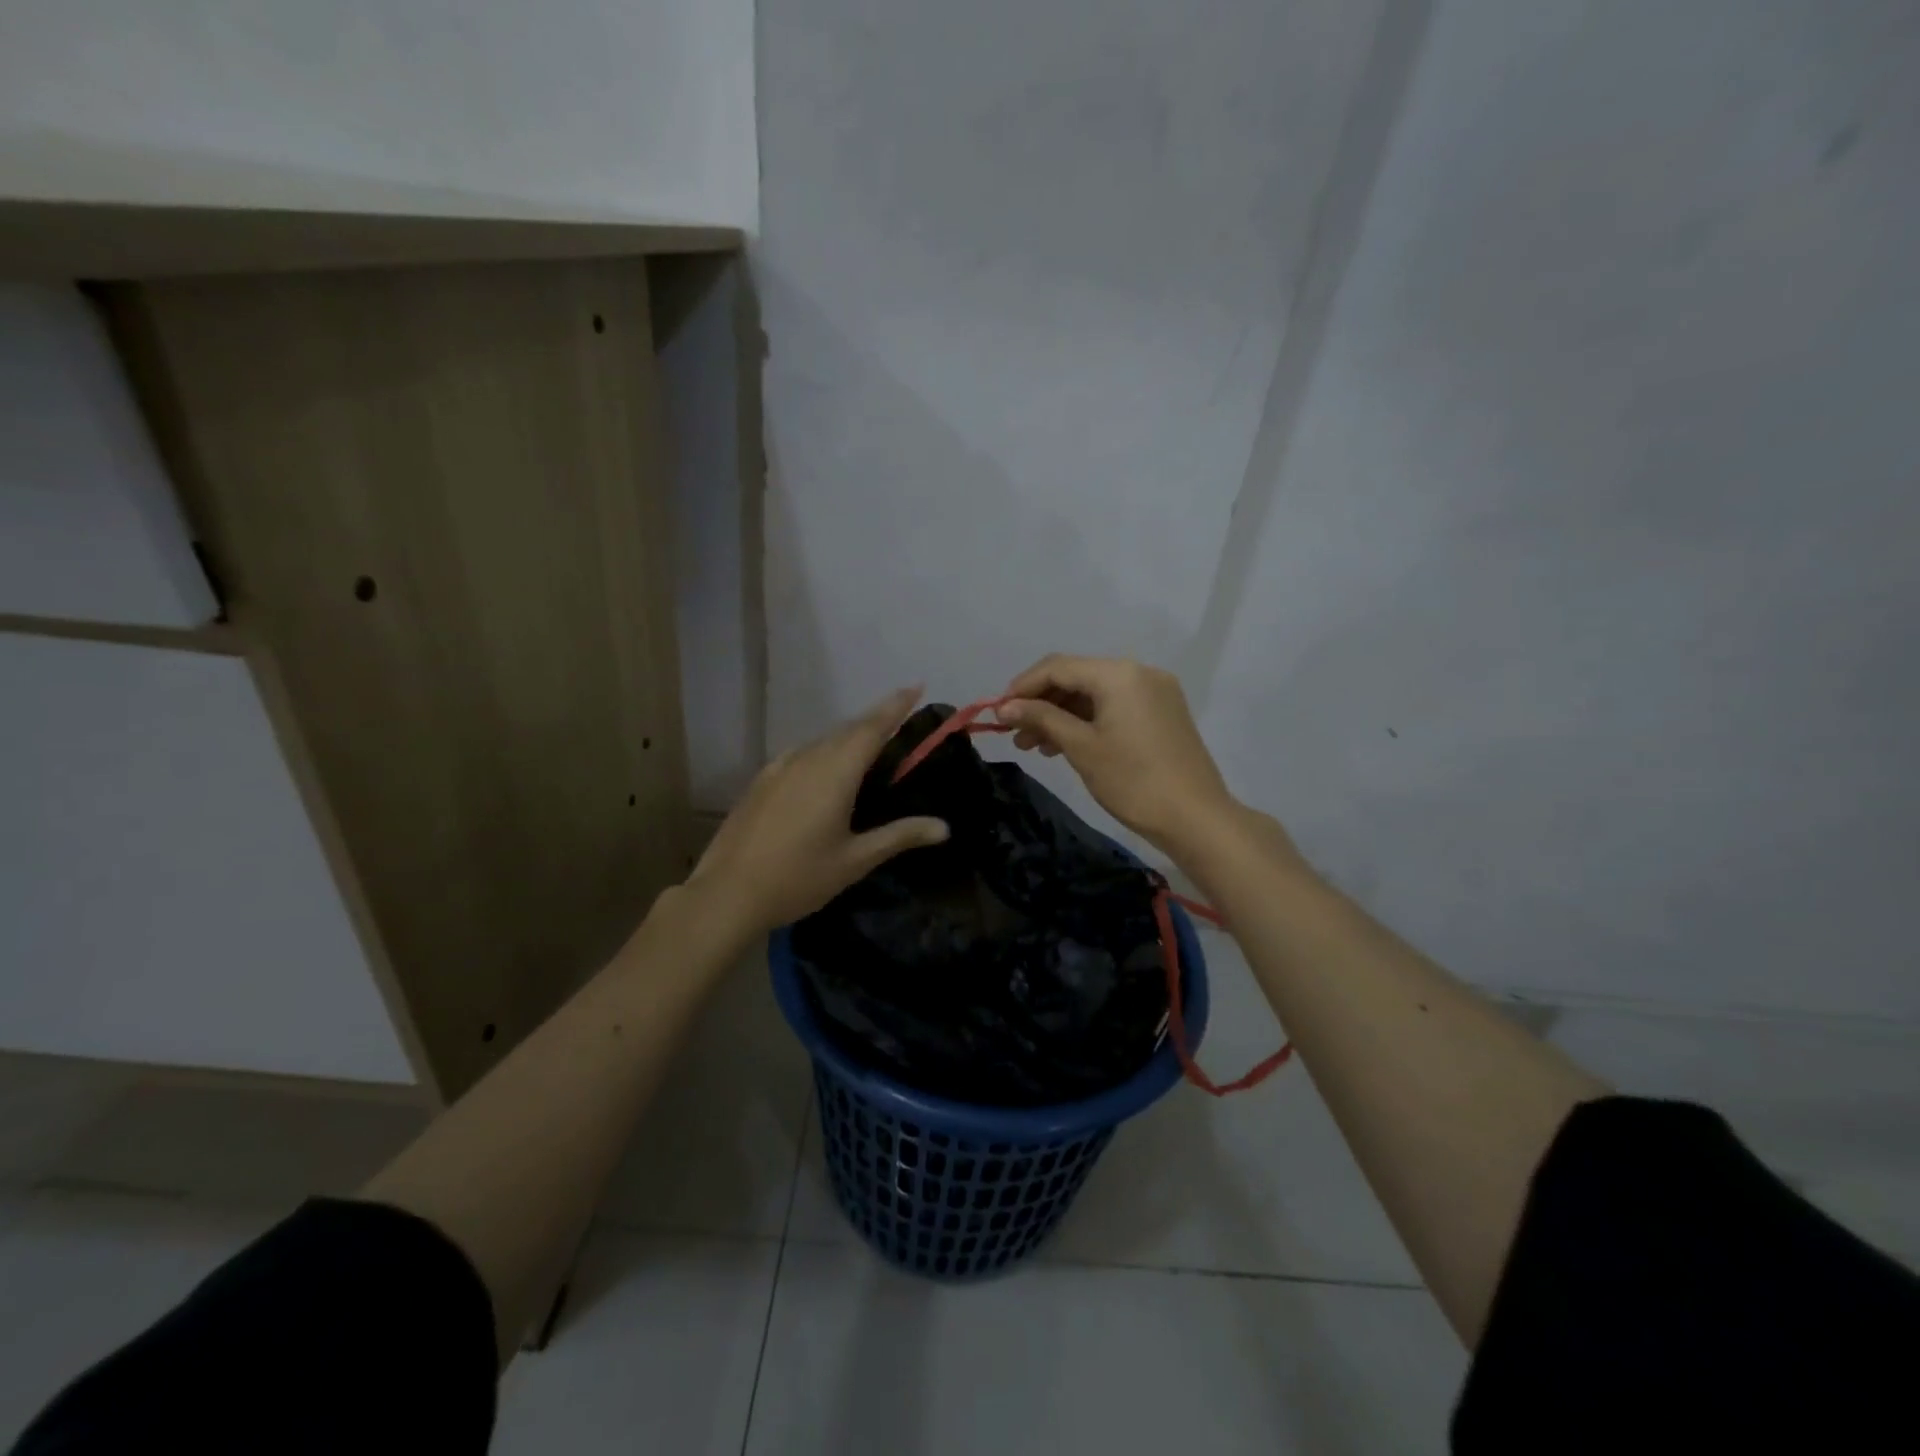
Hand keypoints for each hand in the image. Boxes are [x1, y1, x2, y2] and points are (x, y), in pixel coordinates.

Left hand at [687, 687, 949, 932]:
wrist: (727, 893)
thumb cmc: (799, 878)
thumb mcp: (856, 860)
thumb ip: (900, 836)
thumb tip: (944, 827)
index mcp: (835, 772)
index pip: (872, 727)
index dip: (895, 706)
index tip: (916, 685)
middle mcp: (807, 759)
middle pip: (848, 729)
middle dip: (876, 719)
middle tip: (900, 716)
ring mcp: (779, 768)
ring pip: (822, 741)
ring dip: (848, 736)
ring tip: (869, 744)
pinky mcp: (762, 781)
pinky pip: (801, 754)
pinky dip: (823, 752)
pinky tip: (824, 769)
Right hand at [997, 655, 1251, 857]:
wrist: (1195, 818)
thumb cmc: (1132, 781)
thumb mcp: (1081, 747)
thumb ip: (1042, 719)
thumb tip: (1004, 707)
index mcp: (1119, 674)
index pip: (1058, 667)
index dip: (1023, 687)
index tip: (998, 713)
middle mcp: (1139, 672)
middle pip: (1077, 677)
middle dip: (1042, 703)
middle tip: (1014, 735)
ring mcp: (1155, 691)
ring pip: (1095, 694)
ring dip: (1062, 715)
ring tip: (1035, 747)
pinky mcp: (1162, 712)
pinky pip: (1115, 706)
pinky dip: (1088, 721)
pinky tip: (1066, 745)